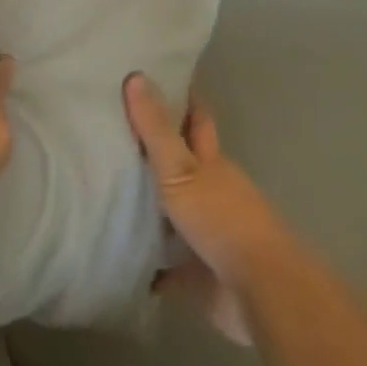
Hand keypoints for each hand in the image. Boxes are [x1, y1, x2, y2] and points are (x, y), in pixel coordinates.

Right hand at [124, 74, 292, 346]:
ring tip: (106, 190)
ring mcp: (207, 234)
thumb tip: (136, 75)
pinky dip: (147, 261)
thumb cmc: (222, 219)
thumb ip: (157, 130)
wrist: (260, 291)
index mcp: (212, 163)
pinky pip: (165, 265)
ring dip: (149, 206)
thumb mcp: (181, 169)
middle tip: (117, 133)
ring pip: (173, 213)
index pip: (197, 121)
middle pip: (184, 165)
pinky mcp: (198, 275)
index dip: (182, 99)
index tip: (158, 79)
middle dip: (158, 152)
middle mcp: (212, 193)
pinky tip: (119, 255)